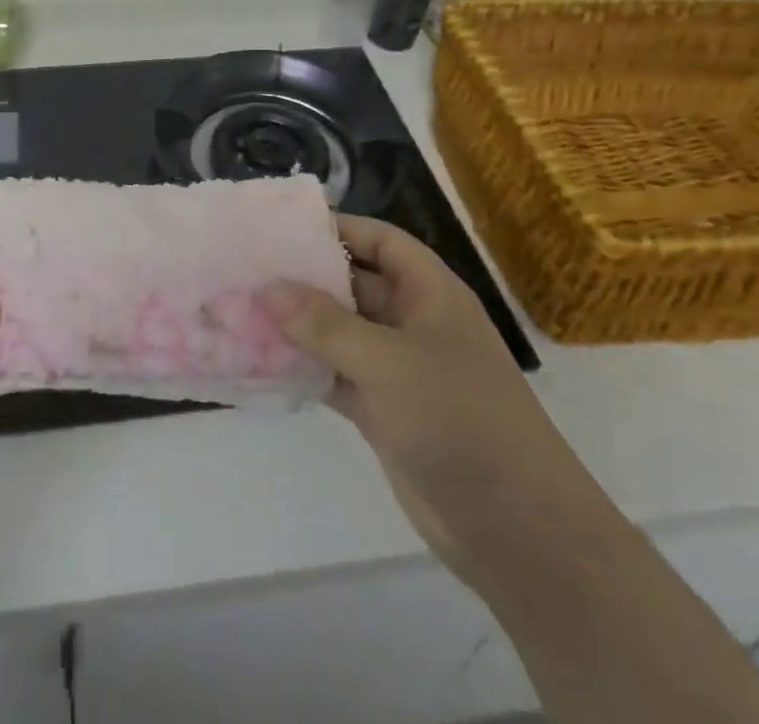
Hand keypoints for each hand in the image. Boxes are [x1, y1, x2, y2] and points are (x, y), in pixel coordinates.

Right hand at [261, 216, 606, 585]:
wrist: (517, 530)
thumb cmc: (461, 420)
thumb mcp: (389, 362)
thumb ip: (325, 324)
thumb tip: (269, 288)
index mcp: (429, 293)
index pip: (380, 240)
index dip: (338, 228)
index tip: (282, 228)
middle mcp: (413, 322)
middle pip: (353, 285)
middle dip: (305, 278)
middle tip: (247, 269)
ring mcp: (398, 369)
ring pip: (340, 332)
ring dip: (298, 325)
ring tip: (241, 310)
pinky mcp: (385, 411)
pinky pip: (336, 375)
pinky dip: (305, 368)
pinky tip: (262, 362)